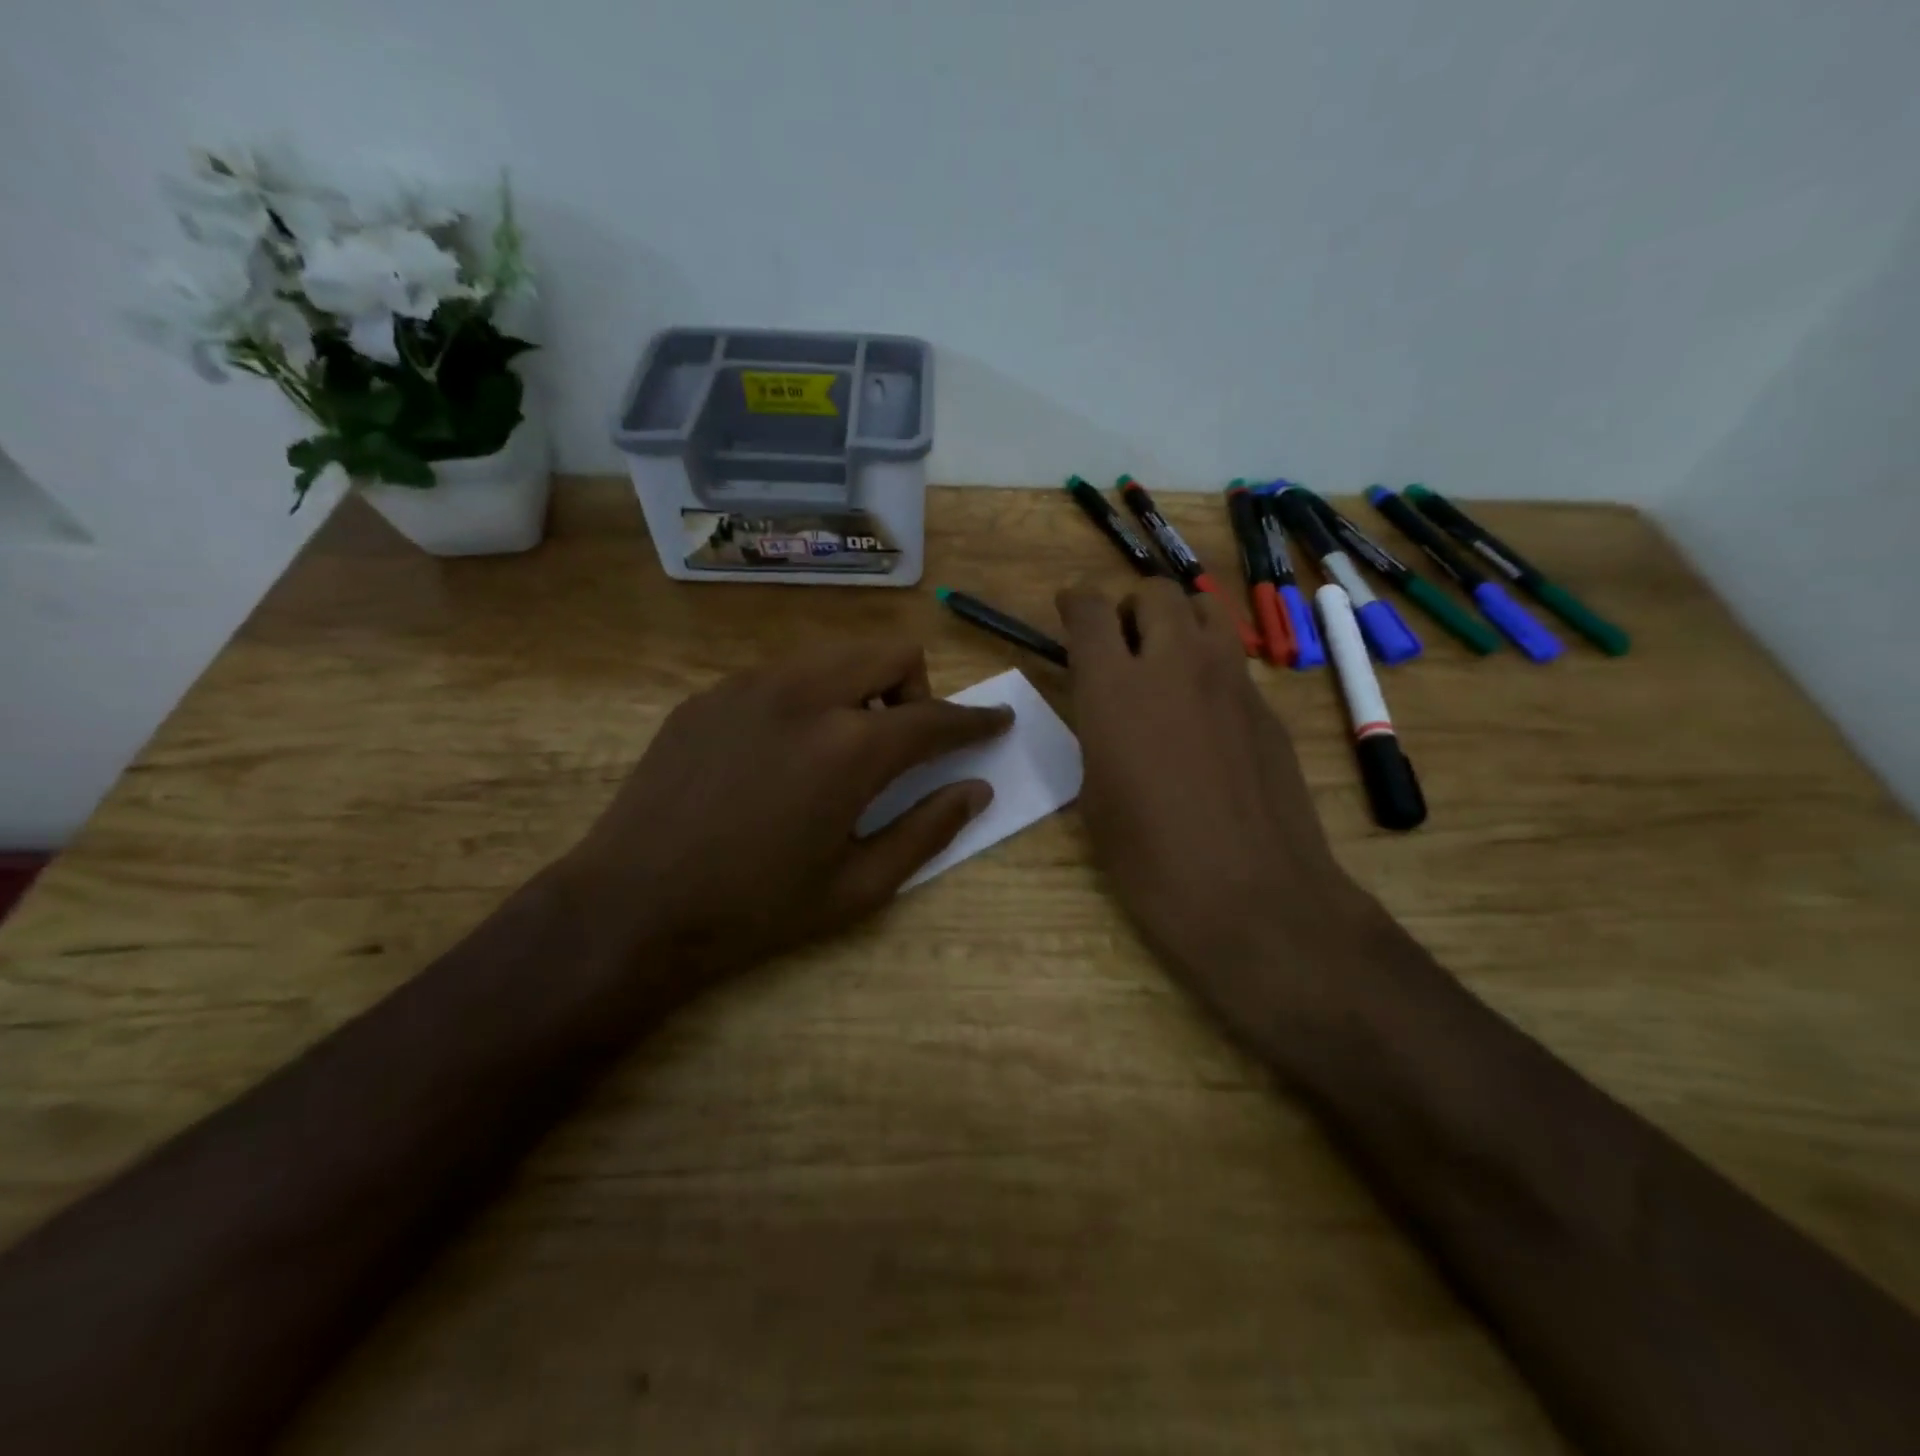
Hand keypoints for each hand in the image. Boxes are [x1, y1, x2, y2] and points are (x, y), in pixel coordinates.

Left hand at [559, 639, 1011, 995]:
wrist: (632, 907)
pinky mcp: (709, 695)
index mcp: (849, 747)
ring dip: (859, 689)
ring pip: (833, 655)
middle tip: (901, 744)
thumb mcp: (858, 886)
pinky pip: (781, 674)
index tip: (997, 721)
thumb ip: (927, 830)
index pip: (936, 716)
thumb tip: (975, 790)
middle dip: (915, 690)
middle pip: (889, 652)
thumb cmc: (756, 909)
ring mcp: (749, 686)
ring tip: (839, 748)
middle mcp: (804, 694)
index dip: (976, 719)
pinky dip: (807, 698)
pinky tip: (781, 754)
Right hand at [1057, 581, 1378, 1037]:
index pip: (1092, 609)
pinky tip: (1204, 716)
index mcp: (1116, 687)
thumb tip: (1108, 711)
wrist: (1249, 895)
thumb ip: (1098, 731)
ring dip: (1177, 622)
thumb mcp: (1095, 792)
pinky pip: (1233, 661)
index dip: (1076, 602)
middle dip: (1131, 607)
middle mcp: (1176, 664)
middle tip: (1121, 643)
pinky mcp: (1267, 707)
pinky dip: (1209, 667)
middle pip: (1156, 592)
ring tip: (1165, 663)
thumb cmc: (1149, 858)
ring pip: (1205, 611)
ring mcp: (1231, 680)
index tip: (1070, 609)